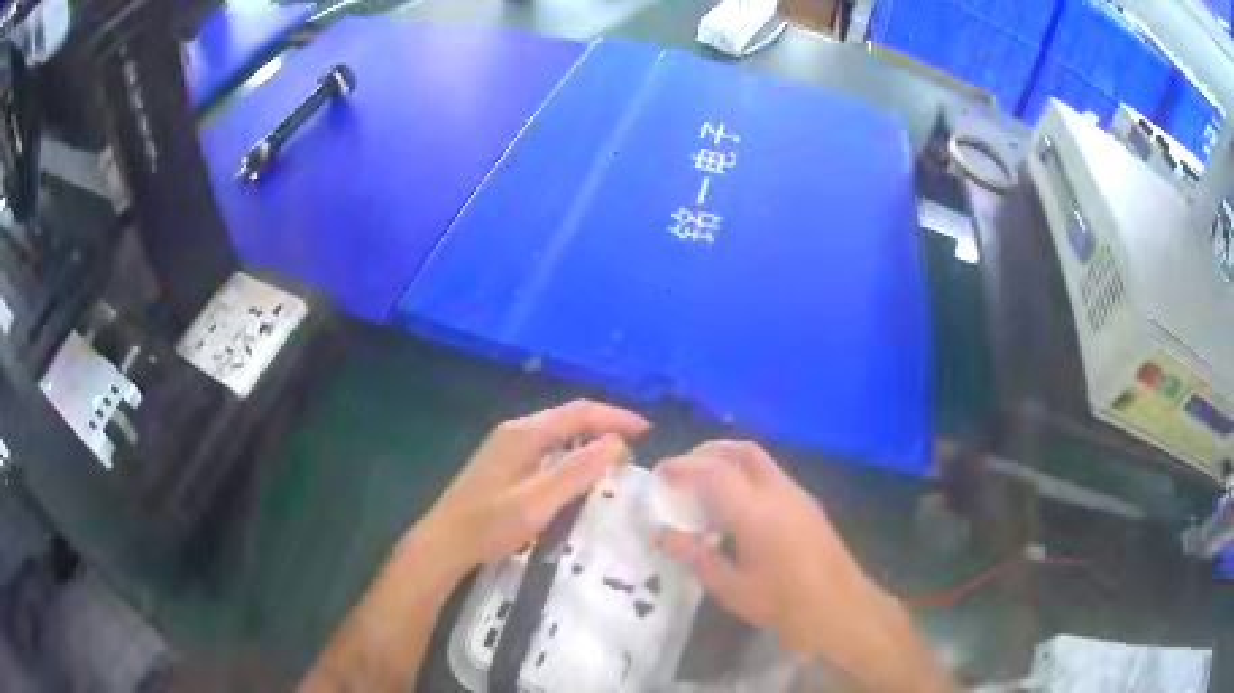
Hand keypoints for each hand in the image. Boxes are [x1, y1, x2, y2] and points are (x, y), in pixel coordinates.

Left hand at [413, 399, 650, 576]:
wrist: (443, 542)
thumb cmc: (489, 525)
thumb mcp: (538, 502)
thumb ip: (577, 471)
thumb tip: (617, 444)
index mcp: (525, 433)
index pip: (580, 411)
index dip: (615, 417)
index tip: (646, 431)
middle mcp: (515, 430)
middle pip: (568, 417)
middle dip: (604, 425)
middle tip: (634, 447)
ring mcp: (506, 445)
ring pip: (557, 431)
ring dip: (588, 438)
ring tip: (614, 458)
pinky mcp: (502, 461)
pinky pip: (546, 445)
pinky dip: (570, 451)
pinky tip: (577, 472)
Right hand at [658, 441, 950, 691]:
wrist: (840, 607)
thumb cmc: (783, 602)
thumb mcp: (731, 588)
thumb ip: (696, 557)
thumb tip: (661, 535)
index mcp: (756, 511)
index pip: (713, 472)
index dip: (683, 467)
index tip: (660, 472)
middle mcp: (778, 491)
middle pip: (740, 451)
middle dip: (707, 452)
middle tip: (681, 470)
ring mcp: (797, 494)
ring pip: (759, 459)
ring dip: (728, 460)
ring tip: (703, 484)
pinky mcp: (807, 503)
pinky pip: (770, 474)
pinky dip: (745, 474)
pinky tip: (735, 504)